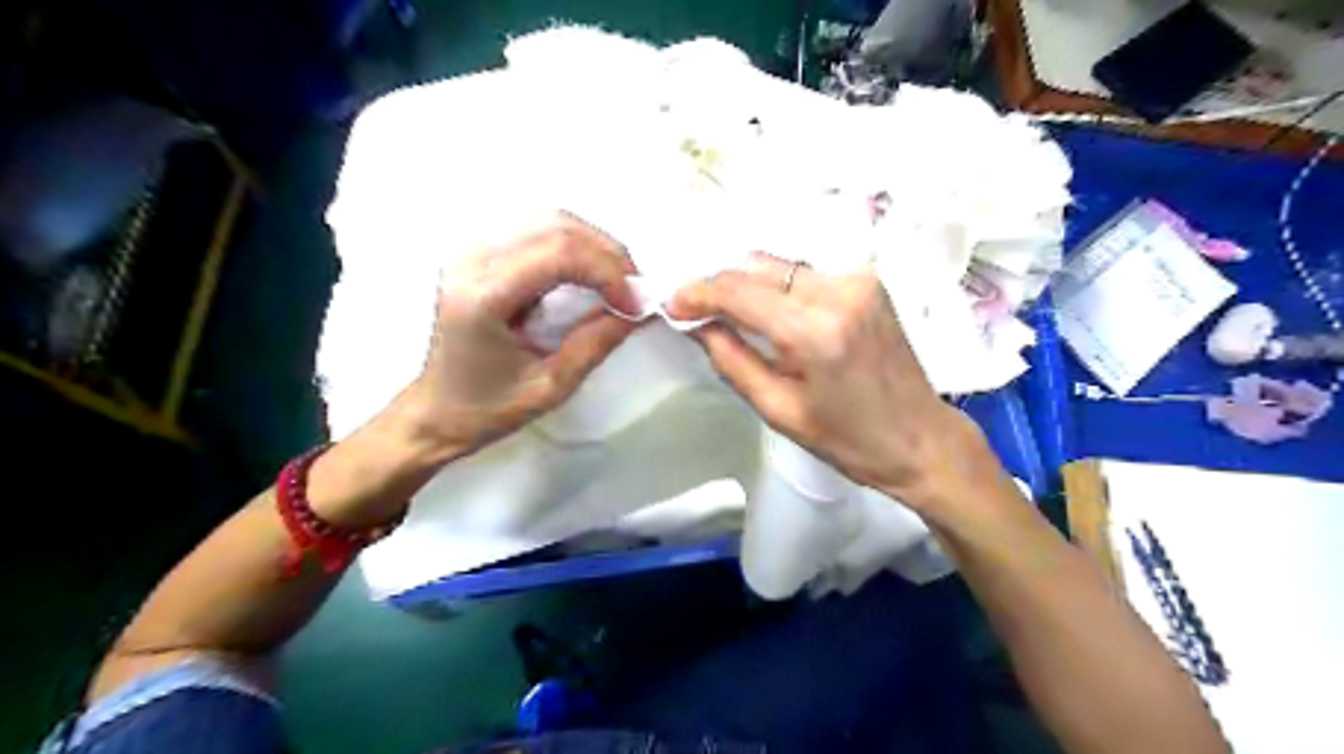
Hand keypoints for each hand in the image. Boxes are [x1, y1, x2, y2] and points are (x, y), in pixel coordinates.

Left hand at [309, 215, 640, 527]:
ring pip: (550, 221)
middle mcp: (471, 261)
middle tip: (635, 291)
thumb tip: (638, 310)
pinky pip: (538, 232)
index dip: (608, 271)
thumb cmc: (486, 409)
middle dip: (608, 255)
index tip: (635, 304)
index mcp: (483, 297)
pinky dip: (576, 248)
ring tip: (619, 283)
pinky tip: (591, 274)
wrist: (435, 411)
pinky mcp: (480, 254)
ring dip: (595, 247)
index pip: (559, 254)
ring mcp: (472, 251)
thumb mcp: (550, 387)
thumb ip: (595, 343)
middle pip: (557, 227)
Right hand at [672, 252, 994, 511]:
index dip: (698, 293)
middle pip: (757, 268)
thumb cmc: (848, 439)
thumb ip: (731, 359)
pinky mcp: (868, 281)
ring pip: (780, 266)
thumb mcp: (779, 410)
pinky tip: (767, 311)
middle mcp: (839, 291)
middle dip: (720, 285)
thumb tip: (696, 324)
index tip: (673, 304)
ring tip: (726, 312)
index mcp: (815, 331)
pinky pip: (805, 274)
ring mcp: (858, 280)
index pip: (739, 290)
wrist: (921, 437)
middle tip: (694, 310)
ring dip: (748, 285)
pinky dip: (777, 287)